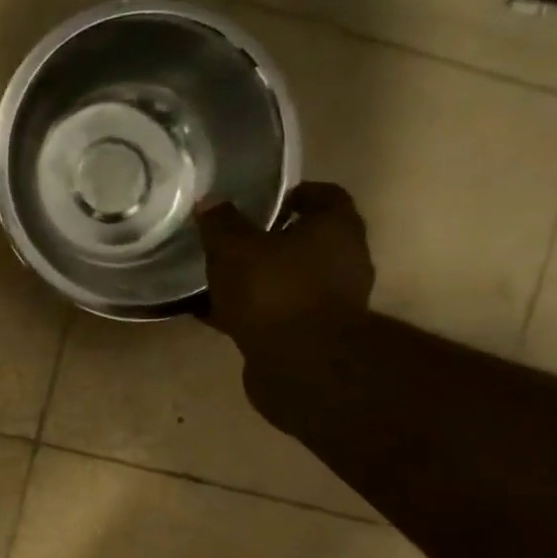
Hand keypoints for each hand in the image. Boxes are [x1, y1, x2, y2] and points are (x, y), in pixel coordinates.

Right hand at [196, 182, 373, 351]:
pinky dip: (254, 309)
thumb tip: (211, 201)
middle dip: (273, 239)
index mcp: (335, 226)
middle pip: (308, 239)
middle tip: (235, 240)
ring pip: (291, 277)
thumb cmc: (273, 290)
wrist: (301, 363)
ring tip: (222, 279)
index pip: (322, 195)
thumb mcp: (234, 249)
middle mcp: (345, 258)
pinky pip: (279, 311)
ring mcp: (333, 299)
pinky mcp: (314, 332)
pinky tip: (220, 313)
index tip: (260, 202)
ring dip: (262, 277)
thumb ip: (221, 223)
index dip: (291, 195)